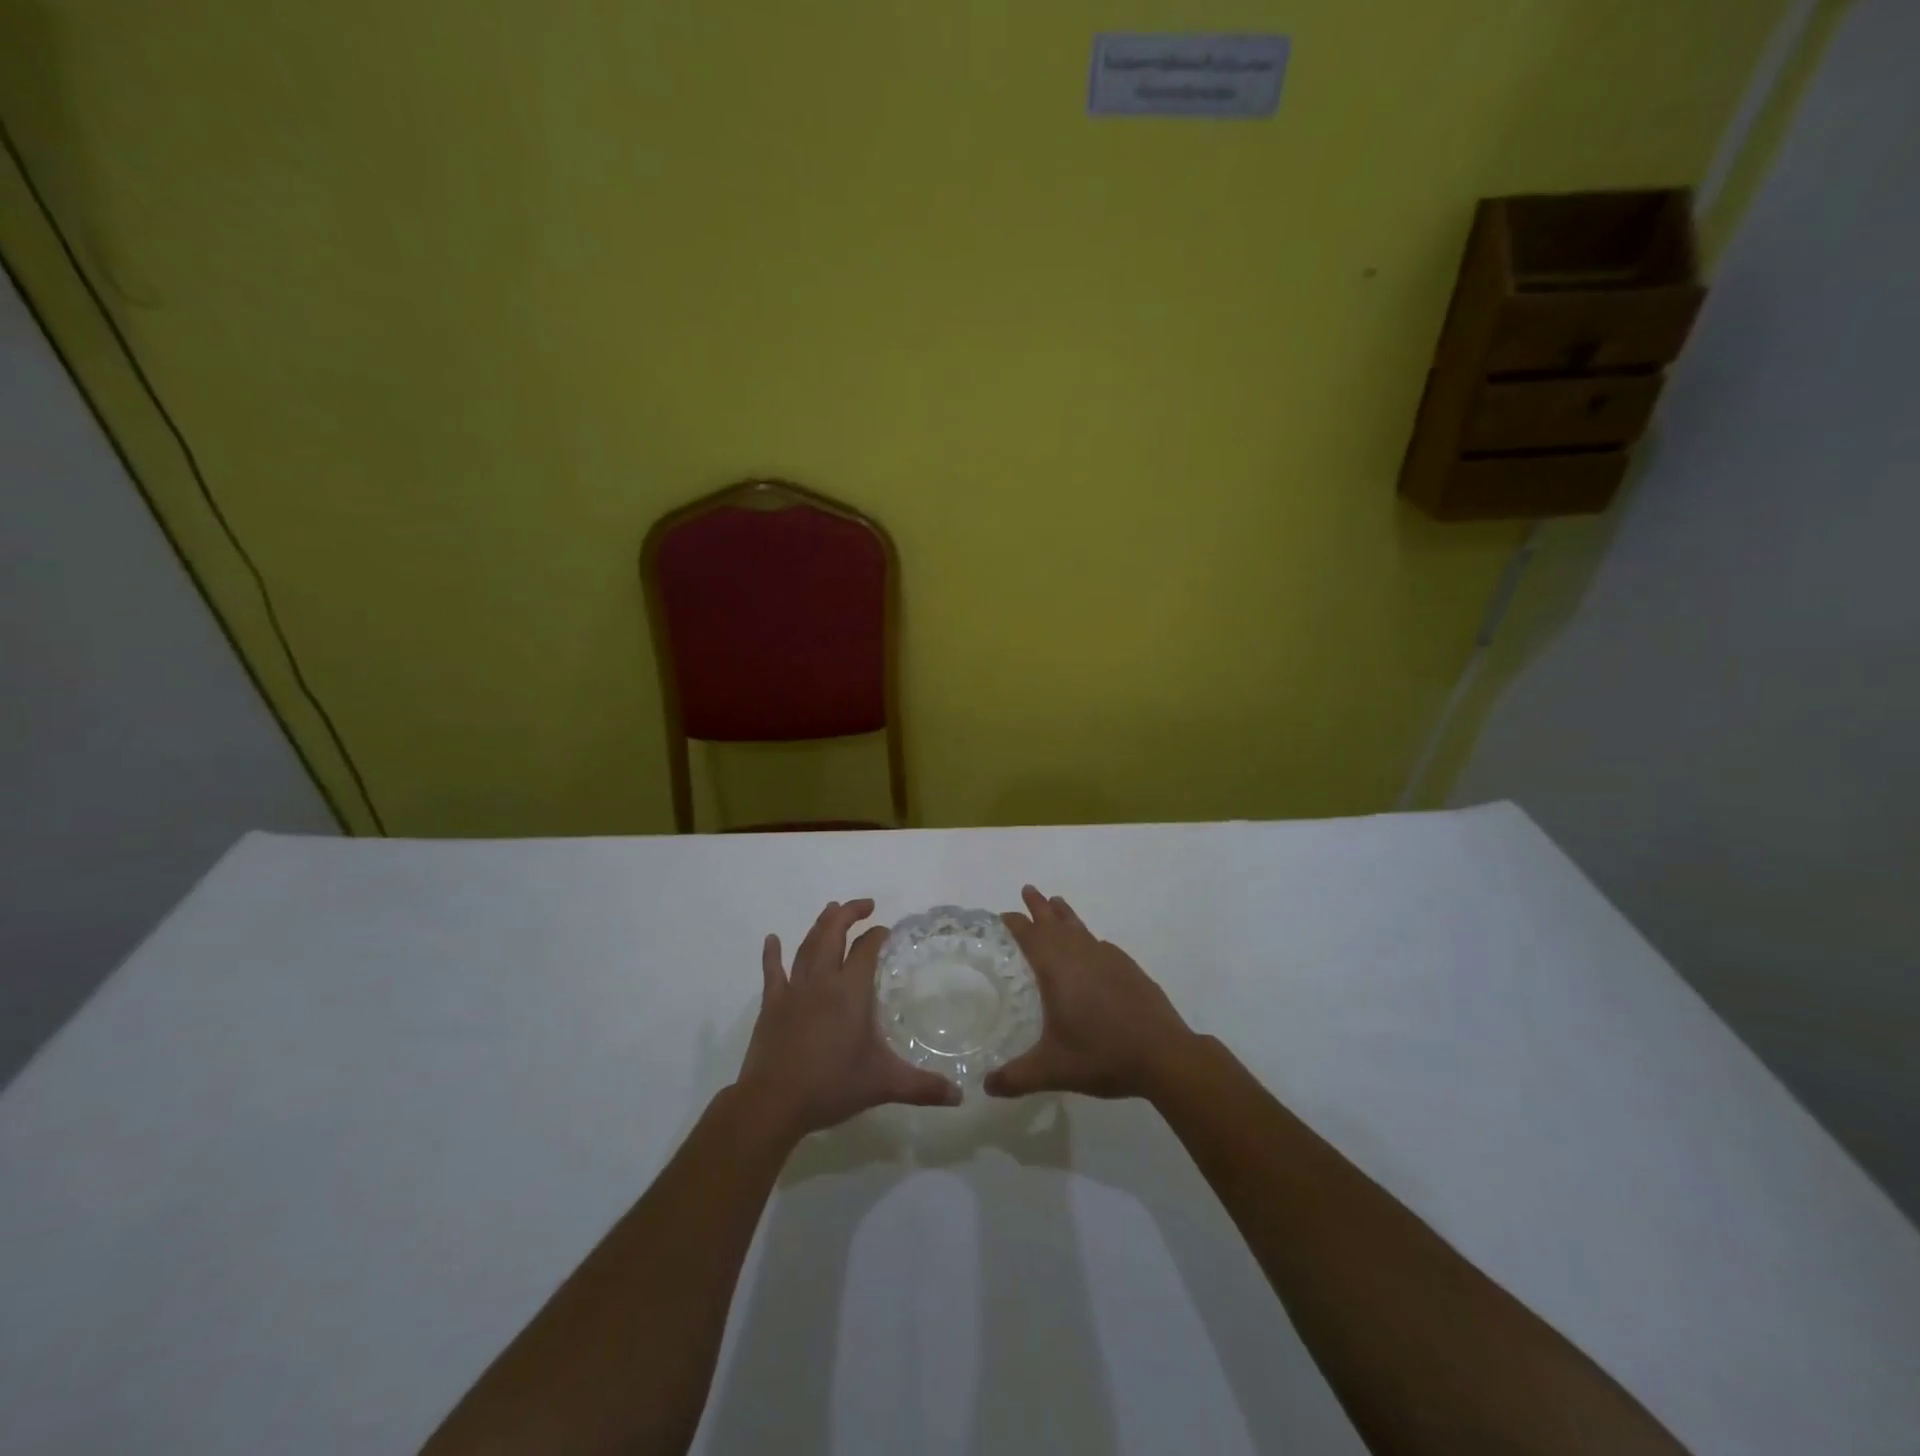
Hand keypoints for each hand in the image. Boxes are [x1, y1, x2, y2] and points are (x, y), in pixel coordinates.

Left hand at [735, 899, 960, 1140]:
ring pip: (807, 946)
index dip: (877, 935)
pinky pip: (772, 971)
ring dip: (820, 925)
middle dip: (849, 914)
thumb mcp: (884, 1084)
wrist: (774, 1102)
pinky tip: (771, 939)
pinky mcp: (771, 1005)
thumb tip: (960, 1096)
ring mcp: (793, 990)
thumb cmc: (832, 1086)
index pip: (866, 949)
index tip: (887, 930)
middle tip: (864, 905)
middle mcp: (822, 981)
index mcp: (851, 991)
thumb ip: (923, 1086)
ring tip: (831, 910)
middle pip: (833, 934)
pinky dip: (772, 954)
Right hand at [985, 885, 1193, 1100]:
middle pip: (1055, 922)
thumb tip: (986, 1087)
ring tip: (1057, 903)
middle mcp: (1081, 955)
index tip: (1005, 913)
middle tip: (1028, 889)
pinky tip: (1092, 947)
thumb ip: (1017, 1077)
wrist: (1164, 1054)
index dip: (1016, 923)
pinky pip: (1101, 944)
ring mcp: (1108, 959)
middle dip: (1039, 906)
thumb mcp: (1053, 1070)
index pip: (1031, 936)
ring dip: (1065, 915)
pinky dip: (1089, 939)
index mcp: (1057, 969)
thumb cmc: (1102, 1055)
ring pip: (1080, 928)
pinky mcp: (1129, 968)